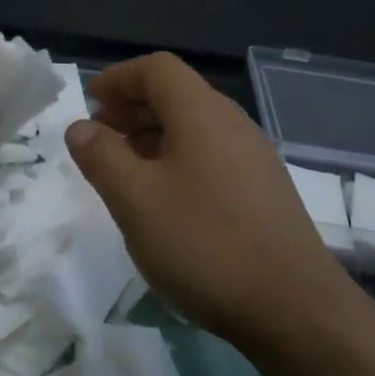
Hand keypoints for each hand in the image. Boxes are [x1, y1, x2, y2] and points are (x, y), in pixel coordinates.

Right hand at [65, 53, 343, 347]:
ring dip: (153, 136)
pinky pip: (211, 154)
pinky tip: (165, 199)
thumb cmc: (204, 243)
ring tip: (125, 170)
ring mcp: (254, 156)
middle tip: (99, 139)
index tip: (89, 104)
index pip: (156, 69)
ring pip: (194, 127)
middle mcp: (232, 123)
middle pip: (176, 94)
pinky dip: (178, 160)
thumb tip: (81, 127)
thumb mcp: (135, 200)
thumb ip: (101, 156)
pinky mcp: (264, 189)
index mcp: (201, 113)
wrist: (293, 306)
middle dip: (131, 108)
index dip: (118, 79)